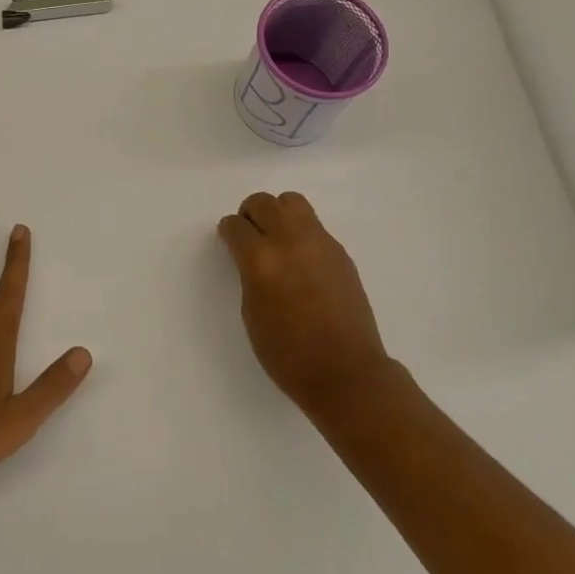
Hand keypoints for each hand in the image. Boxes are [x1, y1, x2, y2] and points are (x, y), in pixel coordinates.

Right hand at [217, 191, 407, 411]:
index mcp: (261, 260)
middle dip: (250, 214)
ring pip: (292, 202)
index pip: (236, 226)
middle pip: (263, 203)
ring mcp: (320, 243)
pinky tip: (301, 261)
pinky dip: (300, 232)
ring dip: (277, 213)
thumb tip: (252, 258)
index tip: (229, 243)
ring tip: (276, 240)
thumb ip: (249, 276)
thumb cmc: (288, 354)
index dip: (228, 233)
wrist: (346, 371)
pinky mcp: (340, 252)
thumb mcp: (252, 314)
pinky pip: (313, 225)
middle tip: (250, 236)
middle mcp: (290, 241)